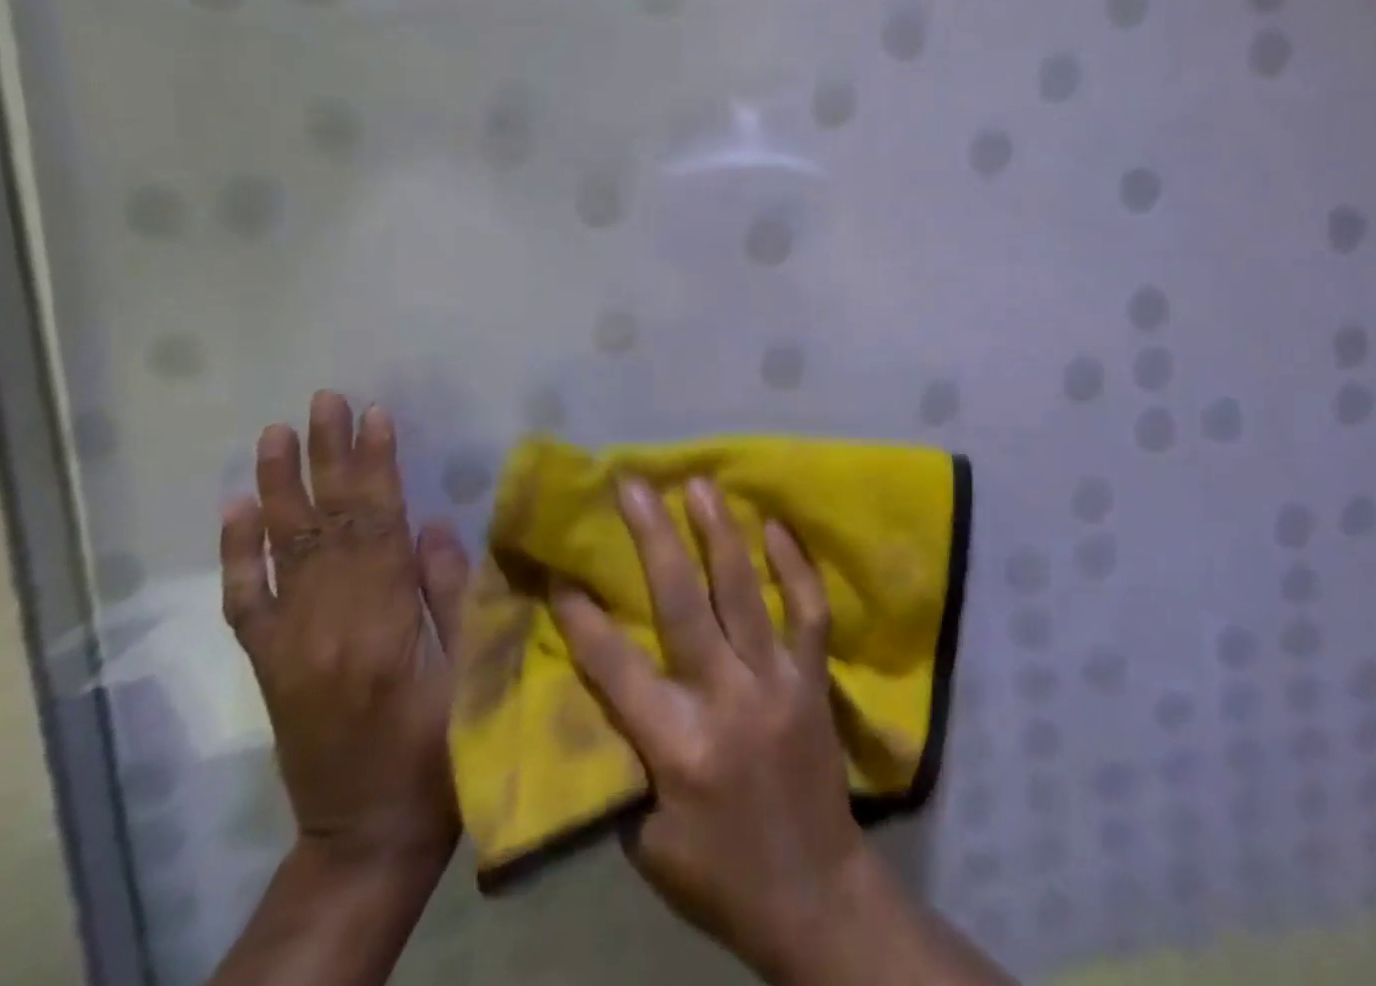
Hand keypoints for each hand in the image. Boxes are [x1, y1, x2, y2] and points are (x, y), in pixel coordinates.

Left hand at [220, 391, 470, 870]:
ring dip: (280, 487)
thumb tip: (435, 523)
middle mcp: (324, 625)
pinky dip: (237, 553)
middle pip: (327, 524)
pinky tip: (236, 509)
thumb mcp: (472, 670)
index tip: (378, 415)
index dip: (377, 467)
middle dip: (328, 457)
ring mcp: (289, 644)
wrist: (367, 833)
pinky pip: (245, 601)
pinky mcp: (270, 664)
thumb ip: (454, 595)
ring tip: (278, 432)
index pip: (378, 525)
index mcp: (383, 623)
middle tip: (326, 400)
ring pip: (281, 550)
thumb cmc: (442, 747)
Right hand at [551, 477, 863, 981]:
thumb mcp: (647, 840)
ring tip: (700, 483)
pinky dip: (794, 564)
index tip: (560, 569)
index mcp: (677, 747)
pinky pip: (809, 609)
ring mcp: (777, 681)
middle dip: (654, 538)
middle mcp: (727, 700)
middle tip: (635, 484)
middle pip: (683, 605)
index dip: (584, 618)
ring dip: (720, 532)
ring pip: (744, 591)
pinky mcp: (813, 677)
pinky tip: (777, 525)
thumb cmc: (718, 874)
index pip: (617, 669)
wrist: (814, 892)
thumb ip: (626, 759)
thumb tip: (604, 690)